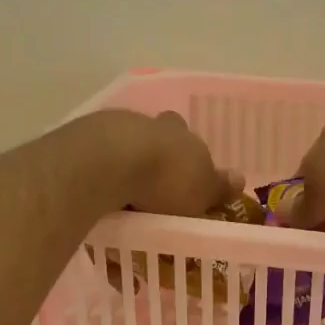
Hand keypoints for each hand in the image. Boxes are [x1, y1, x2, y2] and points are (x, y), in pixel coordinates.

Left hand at [89, 110, 243, 217]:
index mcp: (183, 134)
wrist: (110, 162)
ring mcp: (116, 128)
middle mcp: (151, 125)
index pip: (191, 143)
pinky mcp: (84, 139)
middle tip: (153, 190)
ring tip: (122, 200)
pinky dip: (100, 175)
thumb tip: (240, 178)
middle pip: (157, 139)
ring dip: (125, 167)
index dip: (189, 161)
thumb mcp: (202, 192)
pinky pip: (98, 159)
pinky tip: (98, 197)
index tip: (185, 182)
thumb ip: (219, 186)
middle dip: (156, 161)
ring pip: (125, 146)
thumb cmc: (167, 180)